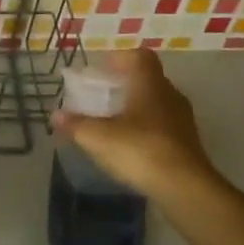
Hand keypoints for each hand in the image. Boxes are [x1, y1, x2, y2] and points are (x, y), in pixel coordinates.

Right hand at [51, 49, 227, 207]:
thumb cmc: (140, 150)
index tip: (102, 71)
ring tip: (112, 123)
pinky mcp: (187, 143)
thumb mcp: (98, 137)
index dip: (120, 58)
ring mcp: (182, 120)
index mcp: (150, 84)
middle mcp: (169, 95)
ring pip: (156, 103)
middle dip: (123, 85)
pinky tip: (130, 146)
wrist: (185, 188)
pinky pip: (163, 125)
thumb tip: (56, 115)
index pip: (140, 56)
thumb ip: (76, 124)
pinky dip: (145, 129)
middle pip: (147, 79)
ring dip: (135, 108)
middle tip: (101, 97)